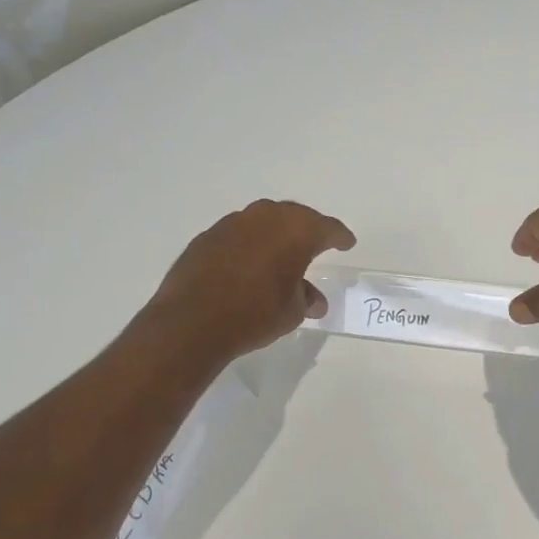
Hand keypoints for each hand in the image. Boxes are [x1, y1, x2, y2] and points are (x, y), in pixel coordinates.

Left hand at [147, 200, 355, 361]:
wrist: (192, 322)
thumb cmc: (255, 314)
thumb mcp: (292, 312)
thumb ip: (305, 298)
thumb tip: (312, 300)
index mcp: (296, 231)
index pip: (327, 228)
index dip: (340, 236)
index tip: (347, 243)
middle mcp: (266, 218)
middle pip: (295, 216)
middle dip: (308, 229)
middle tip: (316, 243)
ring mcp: (232, 224)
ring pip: (263, 221)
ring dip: (275, 234)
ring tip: (281, 254)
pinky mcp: (207, 237)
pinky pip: (238, 234)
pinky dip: (249, 244)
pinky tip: (249, 263)